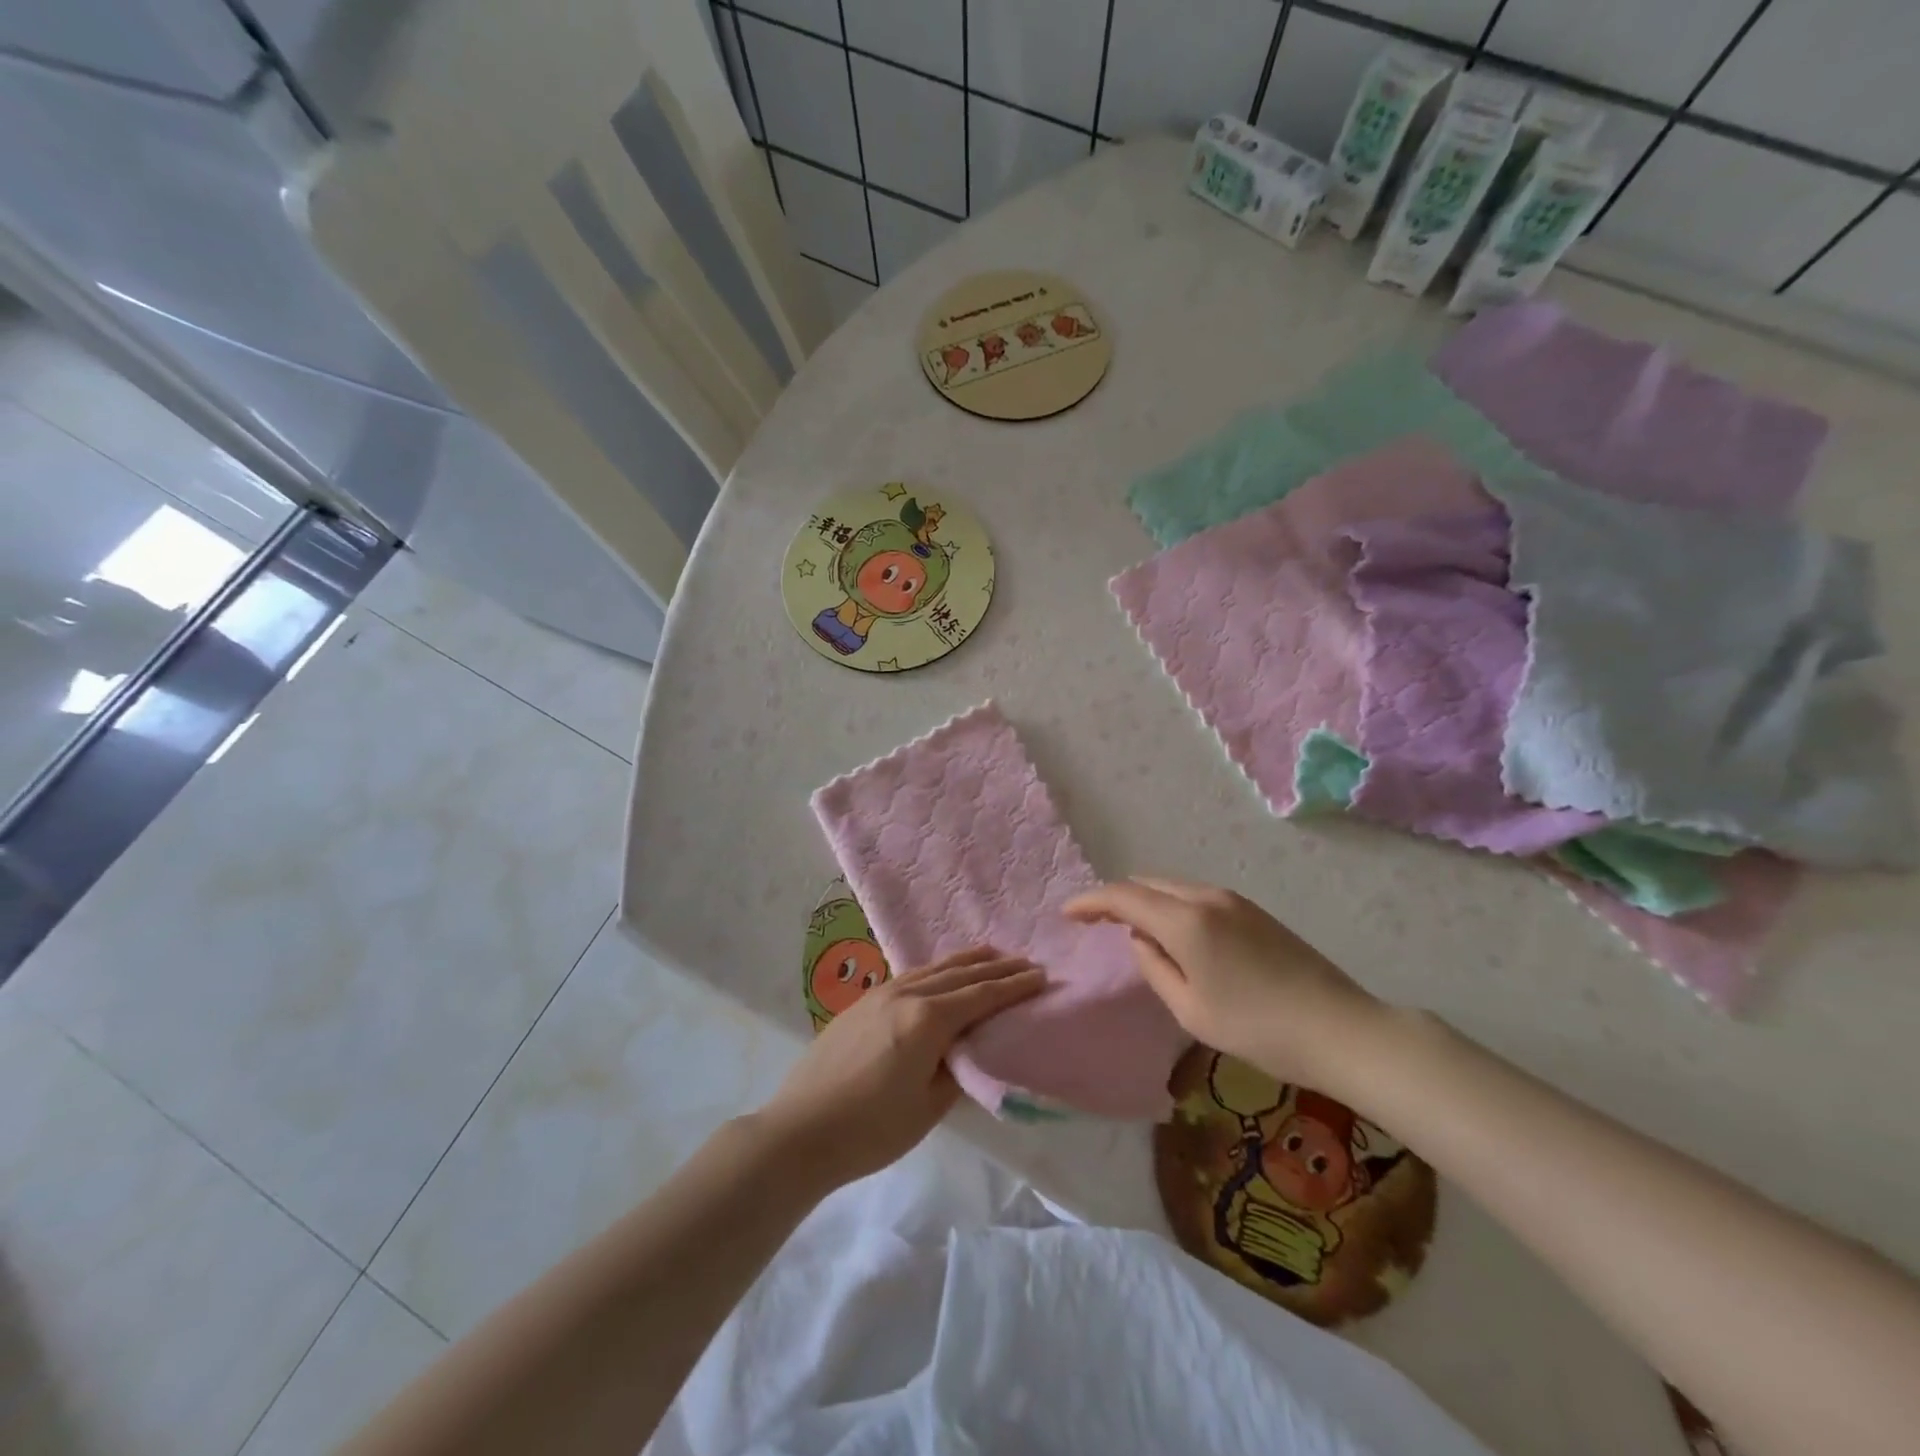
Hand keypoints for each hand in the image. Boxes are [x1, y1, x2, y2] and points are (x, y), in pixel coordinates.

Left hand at [755, 947, 1044, 1188]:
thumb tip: (967, 1050)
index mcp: (927, 1020)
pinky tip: (940, 973)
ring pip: (933, 968)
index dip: (1013, 986)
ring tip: (991, 954)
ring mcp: (880, 994)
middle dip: (996, 968)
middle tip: (1025, 961)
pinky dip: (937, 970)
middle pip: (960, 974)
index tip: (1040, 975)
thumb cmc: (870, 1129)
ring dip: (966, 961)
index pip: (981, 996)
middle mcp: (906, 995)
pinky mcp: (862, 1003)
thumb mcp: (928, 1108)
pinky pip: (911, 975)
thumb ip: (956, 1072)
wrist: (800, 1130)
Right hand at [1064, 877, 1382, 1086]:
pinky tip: (1173, 932)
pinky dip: (1172, 906)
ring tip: (1130, 928)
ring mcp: (1234, 900)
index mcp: (1186, 921)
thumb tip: (1140, 940)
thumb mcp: (1191, 1009)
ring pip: (1172, 887)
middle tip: (1094, 922)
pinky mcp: (1253, 911)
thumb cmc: (1258, 1029)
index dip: (1090, 902)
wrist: (1342, 1029)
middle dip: (1116, 898)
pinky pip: (1196, 896)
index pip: (1123, 897)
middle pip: (1147, 884)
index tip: (1066, 913)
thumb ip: (1154, 968)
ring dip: (1146, 901)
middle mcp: (1206, 897)